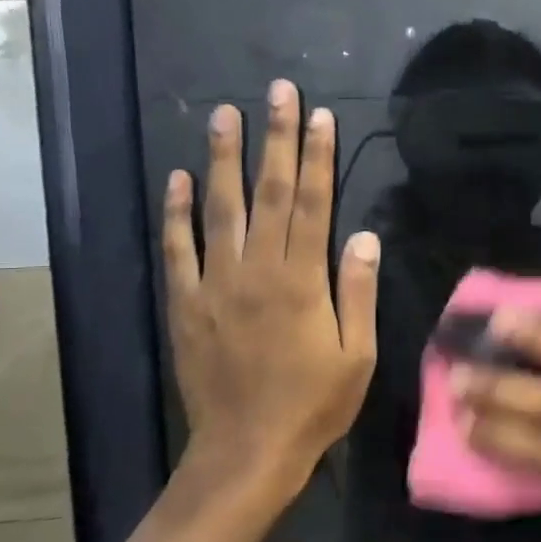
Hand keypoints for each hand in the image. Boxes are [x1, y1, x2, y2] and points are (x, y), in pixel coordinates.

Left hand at [161, 80, 378, 507]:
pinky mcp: (186, 304)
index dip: (317, 157)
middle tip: (276, 91)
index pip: (313, 204)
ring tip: (224, 115)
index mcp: (302, 280)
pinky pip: (178, 250)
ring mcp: (216, 285)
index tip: (318, 115)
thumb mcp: (357, 355)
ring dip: (223, 160)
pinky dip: (176, 212)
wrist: (247, 450)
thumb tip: (364, 235)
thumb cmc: (314, 404)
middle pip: (270, 193)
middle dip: (275, 139)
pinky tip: (177, 178)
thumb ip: (357, 291)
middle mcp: (257, 270)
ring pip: (220, 210)